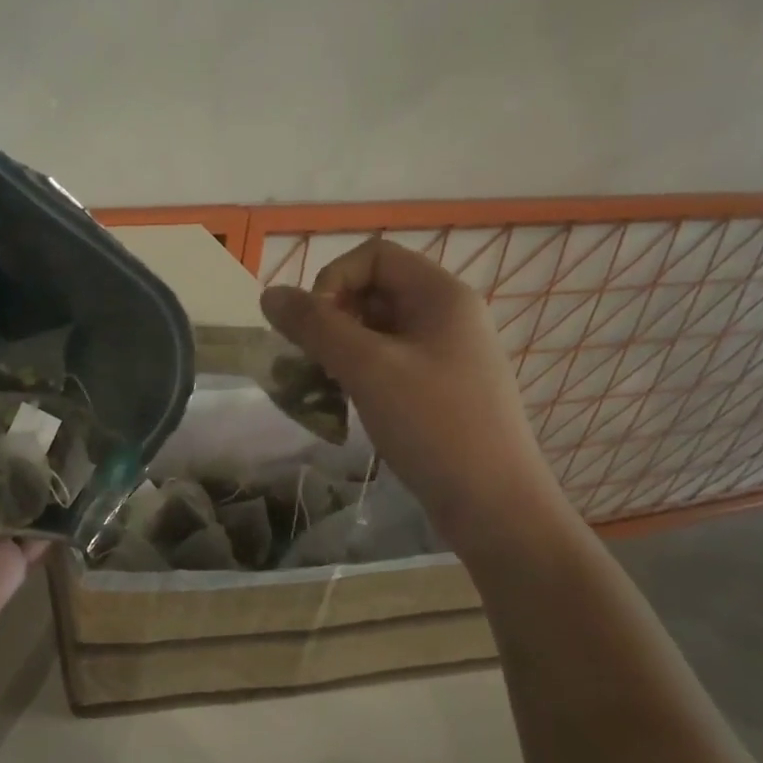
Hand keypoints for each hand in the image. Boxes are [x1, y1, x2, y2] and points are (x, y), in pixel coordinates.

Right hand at [260, 238, 567, 555]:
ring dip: (340, 351)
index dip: (332, 281)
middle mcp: (448, 315)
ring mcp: (446, 355)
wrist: (493, 506)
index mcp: (442, 295)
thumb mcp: (368, 368)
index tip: (314, 328)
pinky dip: (359, 375)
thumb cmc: (434, 426)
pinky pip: (389, 364)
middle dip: (332, 320)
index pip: (373, 256)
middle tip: (311, 362)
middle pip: (374, 291)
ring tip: (322, 388)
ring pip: (377, 331)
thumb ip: (315, 326)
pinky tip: (345, 406)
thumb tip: (269, 294)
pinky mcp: (440, 390)